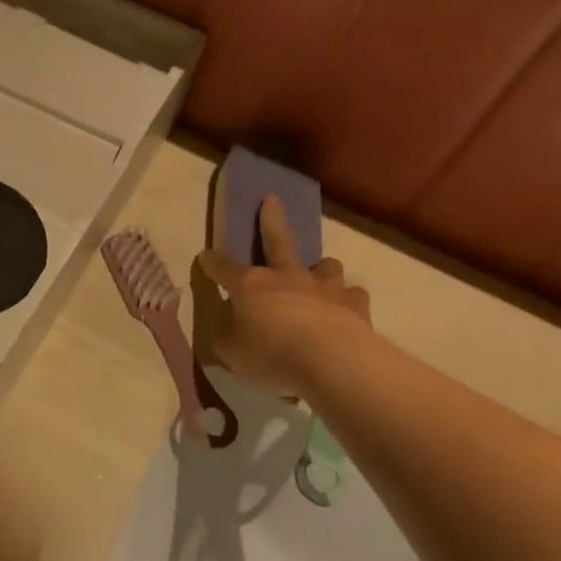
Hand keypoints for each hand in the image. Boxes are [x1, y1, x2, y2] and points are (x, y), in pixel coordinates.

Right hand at [197, 194, 370, 396]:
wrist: (330, 360)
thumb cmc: (270, 354)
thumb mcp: (231, 353)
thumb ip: (226, 339)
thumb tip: (225, 332)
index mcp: (250, 285)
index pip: (224, 268)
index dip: (212, 262)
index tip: (205, 257)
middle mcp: (287, 277)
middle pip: (277, 241)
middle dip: (271, 220)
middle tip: (271, 199)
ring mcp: (324, 287)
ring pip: (324, 265)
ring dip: (319, 268)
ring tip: (318, 274)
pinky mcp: (354, 304)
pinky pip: (352, 295)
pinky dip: (346, 300)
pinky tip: (345, 309)